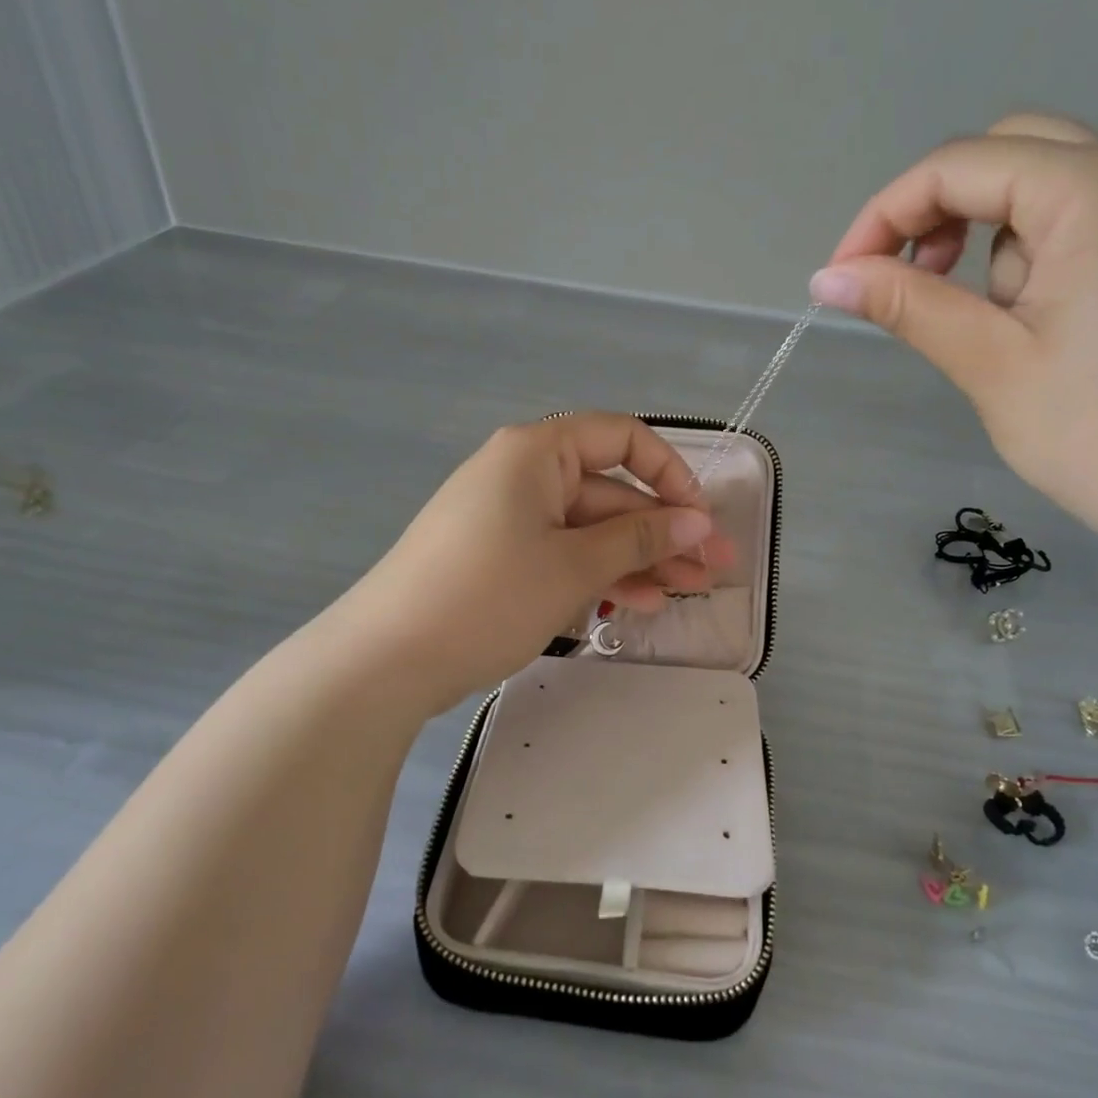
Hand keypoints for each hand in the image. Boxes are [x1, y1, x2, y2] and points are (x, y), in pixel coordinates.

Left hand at [338, 414, 733, 711]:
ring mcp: (508, 518)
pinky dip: (597, 575)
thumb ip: (640, 539)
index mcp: (537, 452)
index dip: (670, 474)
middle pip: (608, 492)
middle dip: (662, 532)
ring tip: (685, 594)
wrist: (384, 659)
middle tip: (713, 571)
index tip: (700, 520)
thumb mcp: (574, 566)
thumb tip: (698, 523)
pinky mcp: (498, 558)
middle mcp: (522, 474)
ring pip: (588, 530)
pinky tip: (635, 604)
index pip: (622, 438)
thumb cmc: (488, 595)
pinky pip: (561, 554)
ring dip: (637, 559)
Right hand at [812, 114, 1097, 564]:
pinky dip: (1030, 257)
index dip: (882, 216)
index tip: (839, 280)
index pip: (958, 165)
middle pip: (1005, 155)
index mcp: (1094, 188)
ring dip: (985, 239)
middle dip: (937, 212)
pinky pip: (1081, 224)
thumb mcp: (991, 364)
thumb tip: (826, 277)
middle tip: (905, 281)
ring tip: (982, 324)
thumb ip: (907, 305)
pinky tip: (1028, 325)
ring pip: (1043, 189)